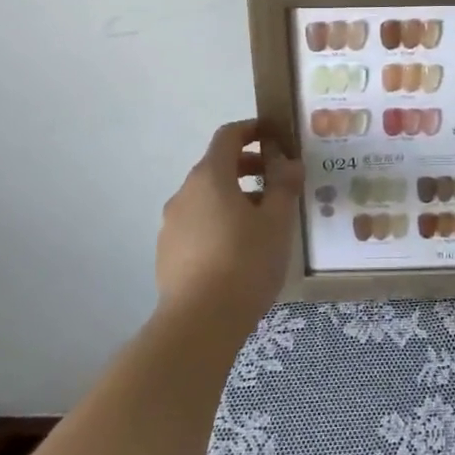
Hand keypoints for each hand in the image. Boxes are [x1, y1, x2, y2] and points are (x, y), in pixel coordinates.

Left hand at [156, 120, 300, 330]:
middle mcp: (185, 192)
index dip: (252, 130)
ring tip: (263, 219)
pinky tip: (239, 248)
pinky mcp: (167, 252)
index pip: (228, 136)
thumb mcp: (277, 221)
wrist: (199, 324)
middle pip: (216, 166)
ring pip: (206, 196)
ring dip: (234, 196)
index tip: (275, 136)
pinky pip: (197, 222)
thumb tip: (288, 162)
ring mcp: (171, 223)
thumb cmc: (245, 262)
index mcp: (210, 176)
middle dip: (248, 166)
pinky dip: (219, 220)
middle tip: (278, 180)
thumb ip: (284, 185)